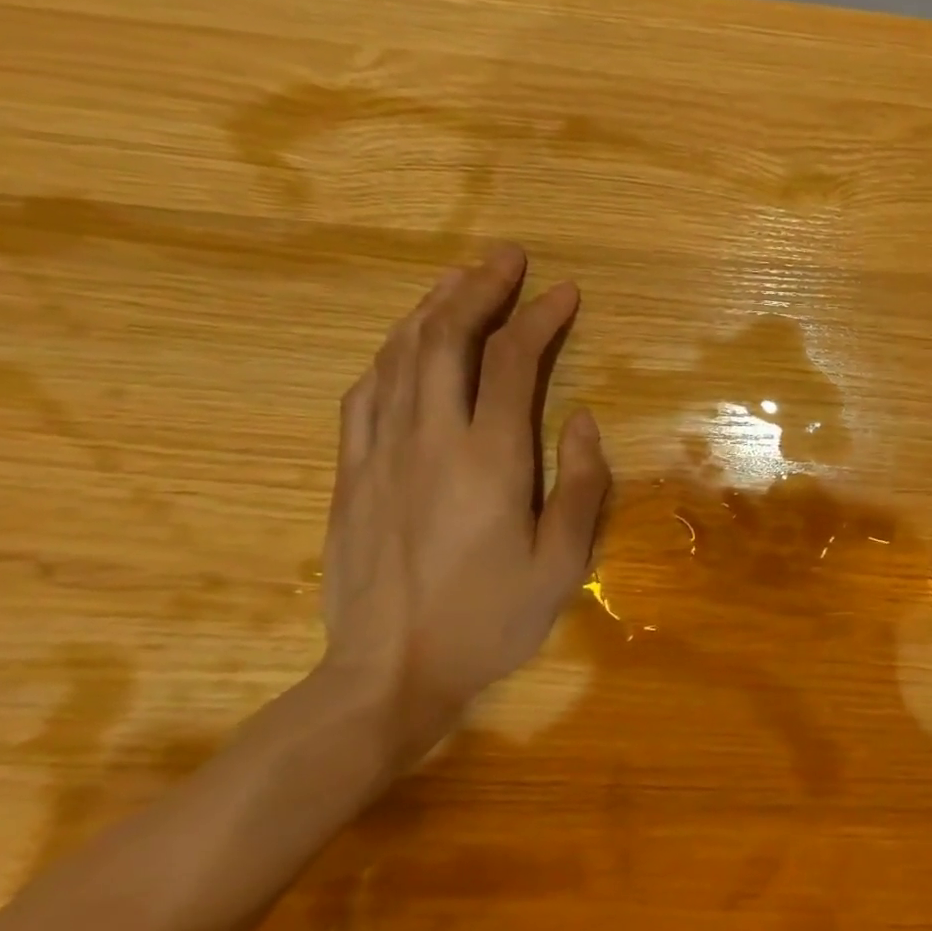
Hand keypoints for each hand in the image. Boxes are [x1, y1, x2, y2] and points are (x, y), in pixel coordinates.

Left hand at [316, 246, 610, 769]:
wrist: (387, 674)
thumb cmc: (489, 621)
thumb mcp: (562, 563)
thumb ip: (580, 484)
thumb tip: (580, 419)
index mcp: (489, 459)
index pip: (513, 362)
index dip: (540, 318)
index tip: (565, 291)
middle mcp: (429, 438)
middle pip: (447, 339)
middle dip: (479, 289)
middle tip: (506, 257)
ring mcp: (380, 452)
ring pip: (400, 356)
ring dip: (432, 308)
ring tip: (458, 278)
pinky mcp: (351, 472)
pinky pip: (365, 392)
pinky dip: (390, 353)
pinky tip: (405, 342)